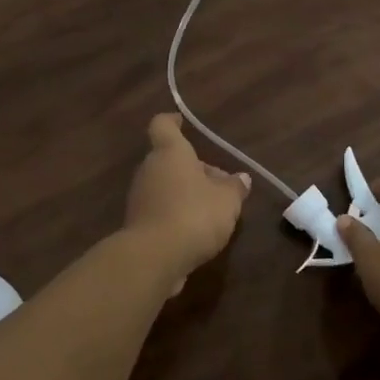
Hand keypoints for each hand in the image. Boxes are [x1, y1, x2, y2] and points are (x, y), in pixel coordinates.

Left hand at [123, 114, 250, 287]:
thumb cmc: (194, 214)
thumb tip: (241, 178)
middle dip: (194, 169)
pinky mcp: (138, 224)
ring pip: (166, 186)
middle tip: (221, 184)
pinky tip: (197, 232)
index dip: (172, 121)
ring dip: (186, 193)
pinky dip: (177, 214)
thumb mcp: (227, 200)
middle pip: (170, 160)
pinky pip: (161, 210)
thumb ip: (235, 187)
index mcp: (170, 153)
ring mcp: (140, 197)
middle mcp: (150, 169)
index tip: (181, 122)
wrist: (154, 257)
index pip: (163, 125)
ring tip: (215, 211)